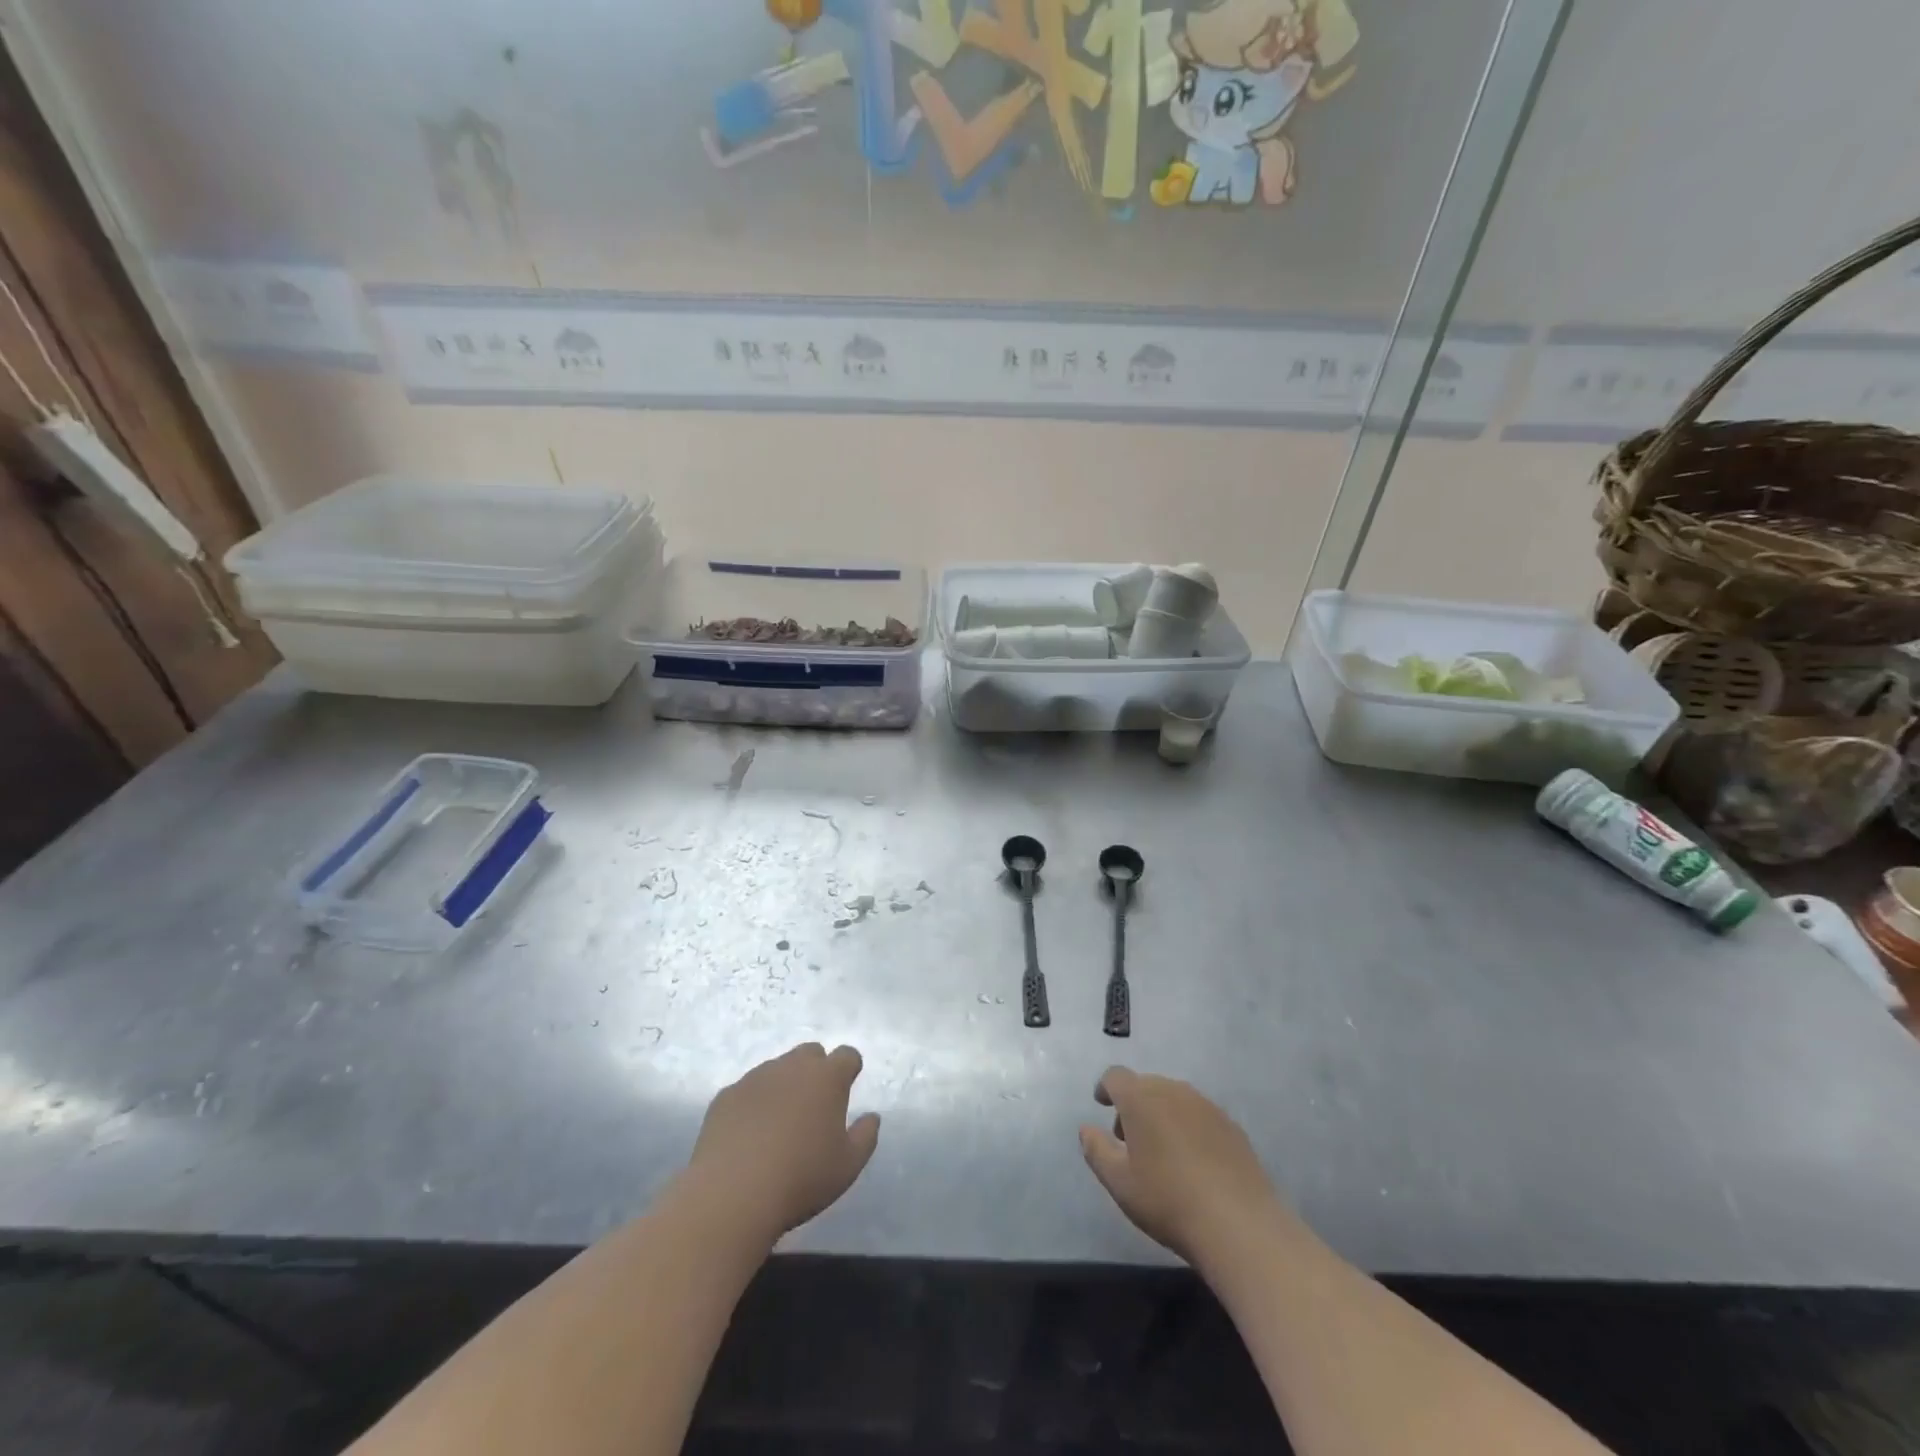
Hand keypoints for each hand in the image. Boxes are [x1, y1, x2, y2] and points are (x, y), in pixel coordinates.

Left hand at [686, 1043, 880, 1246]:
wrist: (732, 1194)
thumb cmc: (801, 1178)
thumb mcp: (848, 1166)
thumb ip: (866, 1136)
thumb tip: (871, 1117)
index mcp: (827, 1077)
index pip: (847, 1055)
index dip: (849, 1069)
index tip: (847, 1089)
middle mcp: (792, 1066)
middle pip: (810, 1052)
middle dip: (816, 1070)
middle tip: (814, 1105)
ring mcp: (755, 1077)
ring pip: (777, 1068)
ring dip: (784, 1085)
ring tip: (779, 1123)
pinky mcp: (726, 1095)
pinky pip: (747, 1090)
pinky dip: (754, 1103)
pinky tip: (749, 1134)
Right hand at [1079, 1067, 1290, 1265]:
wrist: (1239, 1224)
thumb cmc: (1168, 1200)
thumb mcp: (1119, 1182)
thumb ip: (1096, 1150)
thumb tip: (1086, 1129)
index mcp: (1141, 1098)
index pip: (1116, 1077)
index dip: (1105, 1088)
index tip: (1102, 1105)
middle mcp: (1173, 1090)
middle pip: (1146, 1085)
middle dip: (1133, 1105)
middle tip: (1129, 1140)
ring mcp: (1206, 1106)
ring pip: (1174, 1098)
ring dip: (1161, 1114)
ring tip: (1161, 1153)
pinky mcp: (1231, 1126)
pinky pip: (1199, 1115)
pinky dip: (1188, 1127)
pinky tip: (1193, 1162)